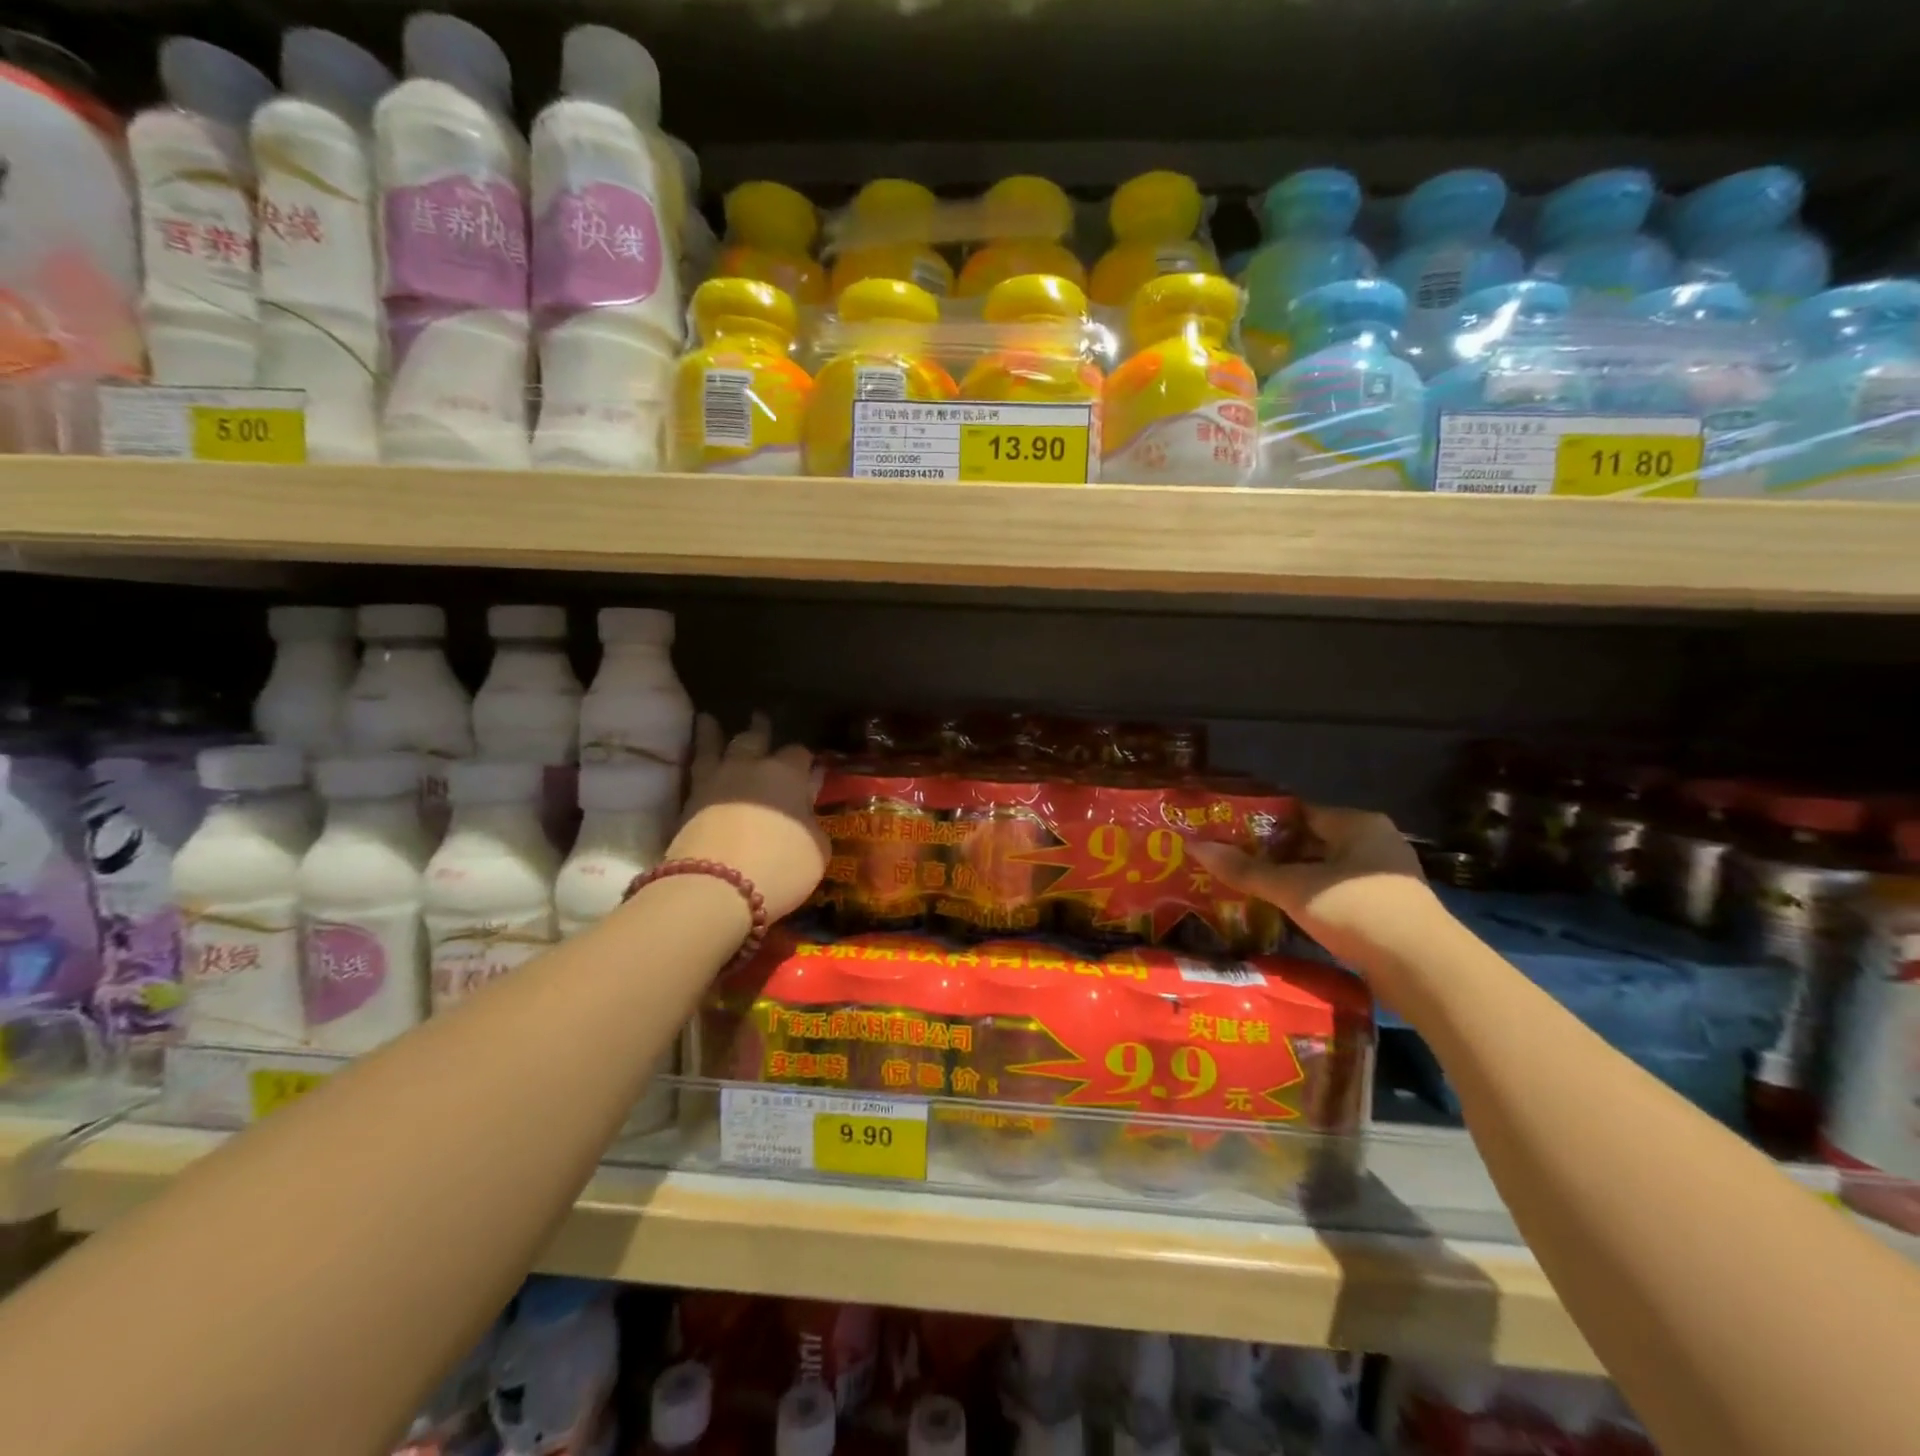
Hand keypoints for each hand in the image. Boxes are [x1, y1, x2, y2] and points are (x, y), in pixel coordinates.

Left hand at [668, 713, 829, 922]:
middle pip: (756, 739)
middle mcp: (751, 767)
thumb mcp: (817, 849)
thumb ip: (813, 822)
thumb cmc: (780, 866)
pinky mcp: (687, 799)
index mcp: (789, 775)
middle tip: (759, 718)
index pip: (800, 754)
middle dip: (761, 730)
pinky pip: (694, 766)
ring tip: (710, 719)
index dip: (805, 759)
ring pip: (716, 745)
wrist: (717, 886)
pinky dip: (695, 753)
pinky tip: (695, 751)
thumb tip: (808, 805)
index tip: (808, 764)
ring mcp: (715, 780)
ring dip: (715, 732)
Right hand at [1189, 807, 1441, 976]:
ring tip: (1250, 889)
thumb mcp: (1294, 888)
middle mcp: (1374, 843)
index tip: (1228, 833)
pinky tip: (1284, 914)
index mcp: (1358, 824)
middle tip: (1232, 863)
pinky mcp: (1388, 912)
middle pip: (1311, 842)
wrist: (1426, 970)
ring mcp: (1384, 879)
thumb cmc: (1358, 910)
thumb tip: (1195, 845)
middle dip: (1273, 854)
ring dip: (1291, 881)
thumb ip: (1246, 869)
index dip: (1262, 822)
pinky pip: (1338, 896)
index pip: (1299, 812)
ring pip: (1324, 871)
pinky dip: (1312, 901)